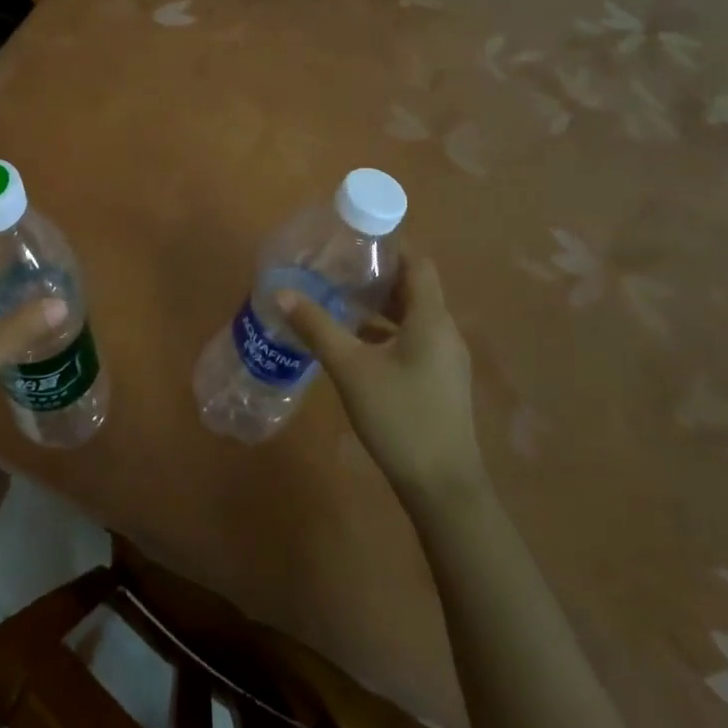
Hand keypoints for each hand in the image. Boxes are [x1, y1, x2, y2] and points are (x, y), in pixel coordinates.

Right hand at [281, 258, 486, 508]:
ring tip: (341, 299)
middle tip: (338, 268)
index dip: (392, 247)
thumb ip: (317, 328)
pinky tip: (356, 343)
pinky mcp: (440, 382)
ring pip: (414, 317)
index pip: (418, 264)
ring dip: (382, 306)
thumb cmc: (400, 417)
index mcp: (431, 320)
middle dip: (378, 276)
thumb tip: (281, 293)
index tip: (356, 240)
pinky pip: (415, 340)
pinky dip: (388, 332)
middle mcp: (445, 332)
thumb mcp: (351, 369)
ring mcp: (446, 360)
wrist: (443, 487)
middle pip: (415, 289)